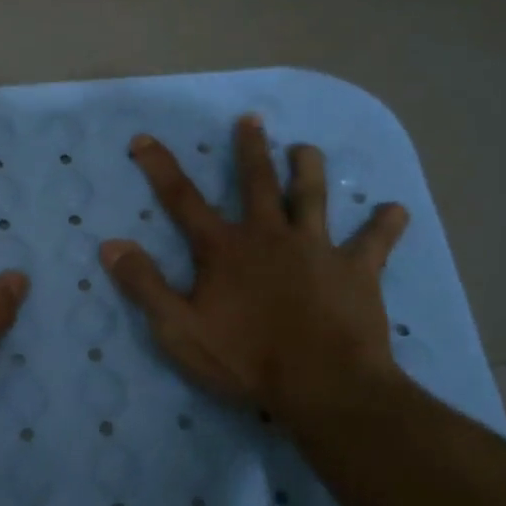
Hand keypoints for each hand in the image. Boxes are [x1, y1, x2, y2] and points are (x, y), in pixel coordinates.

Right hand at [99, 115, 409, 427]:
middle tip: (251, 120)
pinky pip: (375, 242)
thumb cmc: (245, 359)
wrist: (323, 385)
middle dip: (250, 150)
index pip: (182, 199)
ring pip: (313, 198)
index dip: (160, 167)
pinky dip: (385, 225)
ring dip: (309, 170)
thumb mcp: (178, 328)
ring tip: (307, 148)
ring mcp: (317, 249)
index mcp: (224, 249)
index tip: (144, 138)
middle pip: (257, 183)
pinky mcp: (356, 271)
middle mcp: (269, 236)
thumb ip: (144, 285)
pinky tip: (395, 210)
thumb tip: (110, 244)